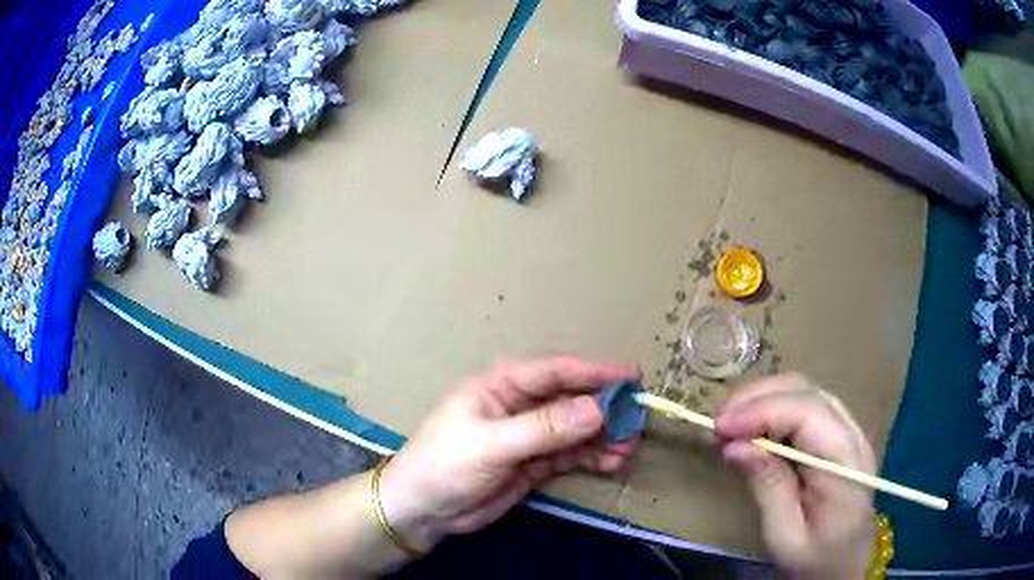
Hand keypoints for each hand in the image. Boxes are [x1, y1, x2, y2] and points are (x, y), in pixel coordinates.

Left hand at [378, 357, 640, 550]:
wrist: (424, 510)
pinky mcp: (535, 463)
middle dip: (606, 409)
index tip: (632, 377)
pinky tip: (612, 461)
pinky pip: (571, 454)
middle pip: (572, 400)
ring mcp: (530, 436)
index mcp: (503, 386)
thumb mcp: (493, 444)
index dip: (595, 373)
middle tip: (638, 420)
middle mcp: (520, 405)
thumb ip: (545, 428)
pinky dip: (593, 457)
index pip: (557, 372)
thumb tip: (598, 410)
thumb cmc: (445, 465)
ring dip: (604, 436)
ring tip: (630, 446)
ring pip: (577, 429)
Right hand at [715, 374, 876, 579]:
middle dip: (757, 398)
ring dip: (763, 400)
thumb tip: (734, 446)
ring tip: (728, 424)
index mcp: (846, 464)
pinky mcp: (837, 436)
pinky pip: (804, 407)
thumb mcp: (785, 536)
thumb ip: (768, 488)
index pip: (808, 413)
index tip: (719, 427)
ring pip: (805, 391)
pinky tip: (751, 428)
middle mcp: (853, 436)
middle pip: (807, 391)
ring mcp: (848, 432)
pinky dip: (772, 409)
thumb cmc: (815, 560)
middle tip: (717, 423)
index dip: (762, 410)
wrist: (845, 565)